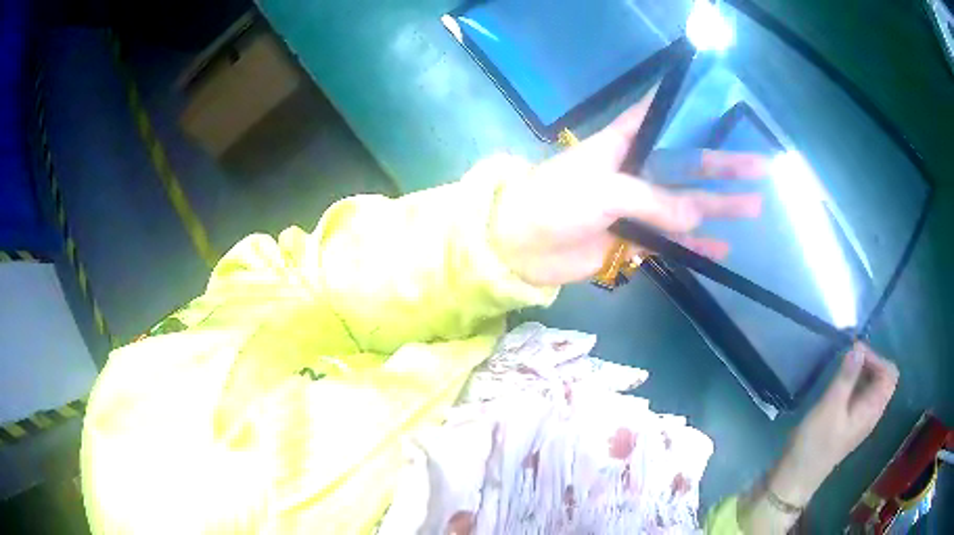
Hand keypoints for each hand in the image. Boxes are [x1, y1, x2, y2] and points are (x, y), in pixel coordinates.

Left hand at [490, 89, 766, 286]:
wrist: (521, 246)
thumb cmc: (556, 201)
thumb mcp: (606, 190)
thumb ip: (654, 201)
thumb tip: (698, 216)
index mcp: (624, 144)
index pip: (659, 117)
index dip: (686, 111)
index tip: (719, 107)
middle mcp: (636, 171)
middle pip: (687, 165)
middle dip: (722, 166)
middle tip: (758, 166)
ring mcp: (638, 207)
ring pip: (686, 205)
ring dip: (719, 207)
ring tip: (753, 206)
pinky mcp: (634, 240)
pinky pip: (672, 242)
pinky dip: (695, 246)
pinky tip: (721, 249)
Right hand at [738, 343, 897, 533]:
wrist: (796, 476)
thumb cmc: (815, 443)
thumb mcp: (830, 407)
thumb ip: (846, 377)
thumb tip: (858, 348)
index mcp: (872, 410)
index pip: (889, 374)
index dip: (877, 358)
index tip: (856, 353)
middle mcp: (871, 412)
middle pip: (883, 378)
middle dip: (870, 362)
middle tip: (849, 356)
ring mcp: (860, 418)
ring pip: (871, 385)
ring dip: (862, 371)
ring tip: (843, 366)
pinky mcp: (849, 422)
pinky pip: (860, 394)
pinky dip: (854, 382)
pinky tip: (839, 382)